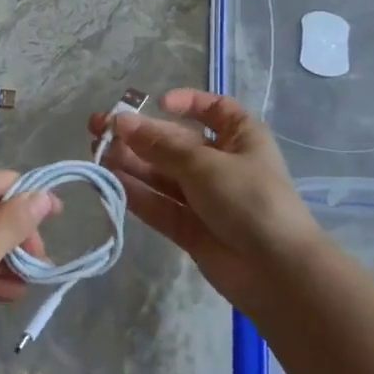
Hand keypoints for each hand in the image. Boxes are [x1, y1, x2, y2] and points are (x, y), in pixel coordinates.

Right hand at [90, 88, 323, 312]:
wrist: (276, 270)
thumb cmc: (249, 199)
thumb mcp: (203, 164)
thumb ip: (158, 145)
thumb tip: (120, 122)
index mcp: (240, 137)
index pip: (214, 109)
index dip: (187, 102)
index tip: (156, 103)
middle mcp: (222, 163)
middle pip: (175, 143)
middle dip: (140, 135)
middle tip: (98, 129)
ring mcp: (205, 198)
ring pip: (162, 175)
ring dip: (132, 163)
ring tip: (97, 154)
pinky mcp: (190, 228)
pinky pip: (159, 205)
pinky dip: (137, 194)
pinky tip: (110, 182)